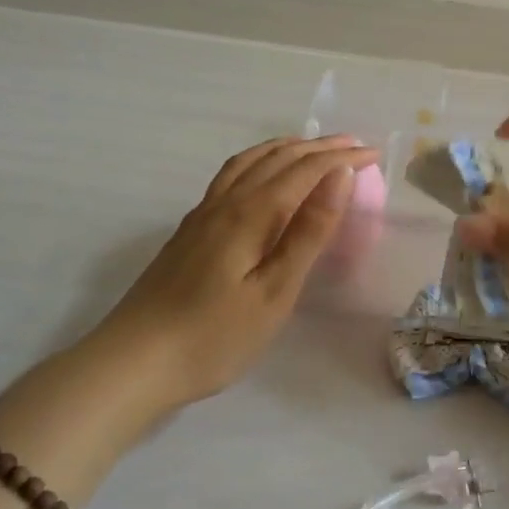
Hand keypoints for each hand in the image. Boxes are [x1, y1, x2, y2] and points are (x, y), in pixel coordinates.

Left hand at [93, 135, 379, 404]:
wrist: (134, 362)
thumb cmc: (215, 336)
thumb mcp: (275, 291)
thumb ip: (308, 232)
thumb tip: (339, 177)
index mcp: (251, 213)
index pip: (305, 170)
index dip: (341, 159)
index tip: (374, 154)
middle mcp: (226, 201)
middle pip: (278, 158)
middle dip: (320, 147)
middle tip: (355, 146)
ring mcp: (203, 213)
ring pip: (250, 161)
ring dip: (287, 148)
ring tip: (314, 148)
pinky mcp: (190, 229)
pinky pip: (232, 175)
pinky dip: (260, 161)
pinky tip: (261, 176)